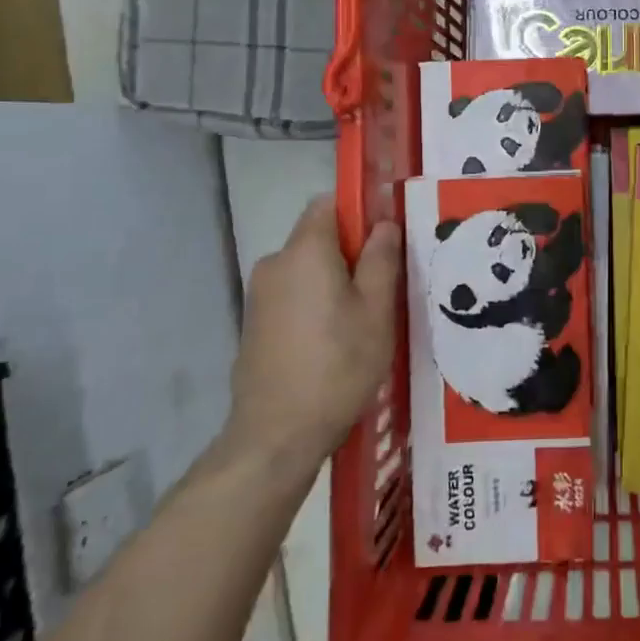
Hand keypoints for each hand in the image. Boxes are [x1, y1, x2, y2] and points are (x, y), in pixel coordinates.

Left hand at [225, 196, 400, 464]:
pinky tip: (334, 343)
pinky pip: (292, 296)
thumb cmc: (337, 366)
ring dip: (334, 282)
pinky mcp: (254, 325)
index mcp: (304, 252)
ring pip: (306, 270)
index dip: (359, 211)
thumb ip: (381, 259)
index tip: (384, 239)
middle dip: (351, 252)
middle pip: (318, 238)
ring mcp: (259, 297)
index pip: (328, 203)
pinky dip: (314, 305)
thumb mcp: (376, 310)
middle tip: (383, 287)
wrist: (275, 437)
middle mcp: (274, 264)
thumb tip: (384, 224)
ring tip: (363, 321)